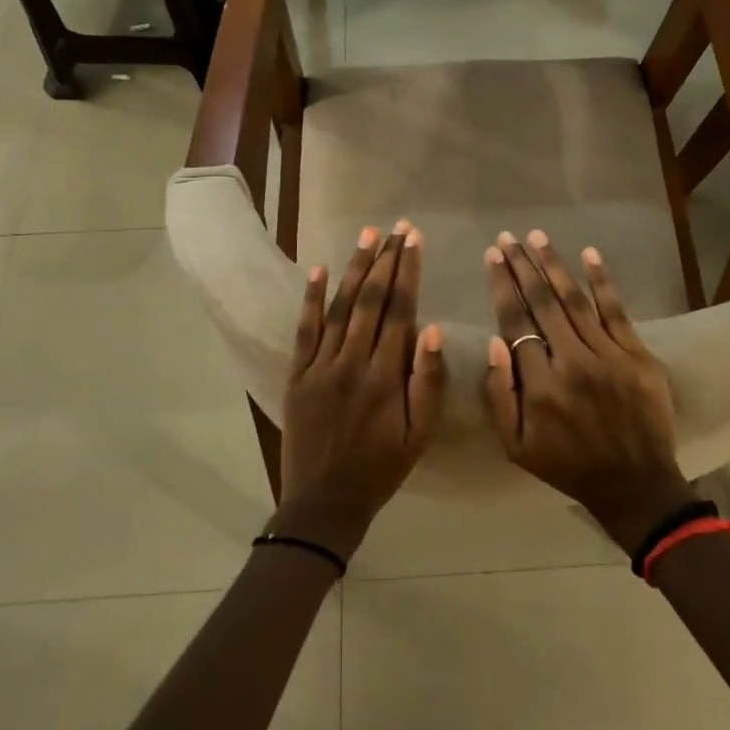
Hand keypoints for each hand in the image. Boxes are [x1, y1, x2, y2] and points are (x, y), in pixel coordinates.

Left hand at [269, 222, 445, 560]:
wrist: (324, 502)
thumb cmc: (381, 469)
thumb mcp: (420, 435)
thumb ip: (428, 382)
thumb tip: (431, 329)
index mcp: (385, 376)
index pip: (400, 310)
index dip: (408, 271)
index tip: (414, 240)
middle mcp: (352, 362)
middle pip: (371, 300)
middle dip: (386, 259)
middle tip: (396, 227)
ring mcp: (320, 366)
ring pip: (340, 307)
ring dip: (355, 269)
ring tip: (368, 236)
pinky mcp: (297, 374)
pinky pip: (305, 329)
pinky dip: (311, 298)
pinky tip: (319, 269)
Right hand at [482, 230, 696, 554]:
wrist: (635, 484)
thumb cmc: (568, 465)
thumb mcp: (516, 445)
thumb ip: (499, 394)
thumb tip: (493, 342)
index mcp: (540, 385)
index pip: (515, 322)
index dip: (502, 286)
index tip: (492, 257)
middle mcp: (572, 362)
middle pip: (542, 303)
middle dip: (522, 266)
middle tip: (508, 237)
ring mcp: (608, 356)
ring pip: (575, 300)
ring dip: (554, 265)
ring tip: (536, 237)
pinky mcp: (637, 355)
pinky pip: (616, 311)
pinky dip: (602, 281)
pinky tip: (588, 254)